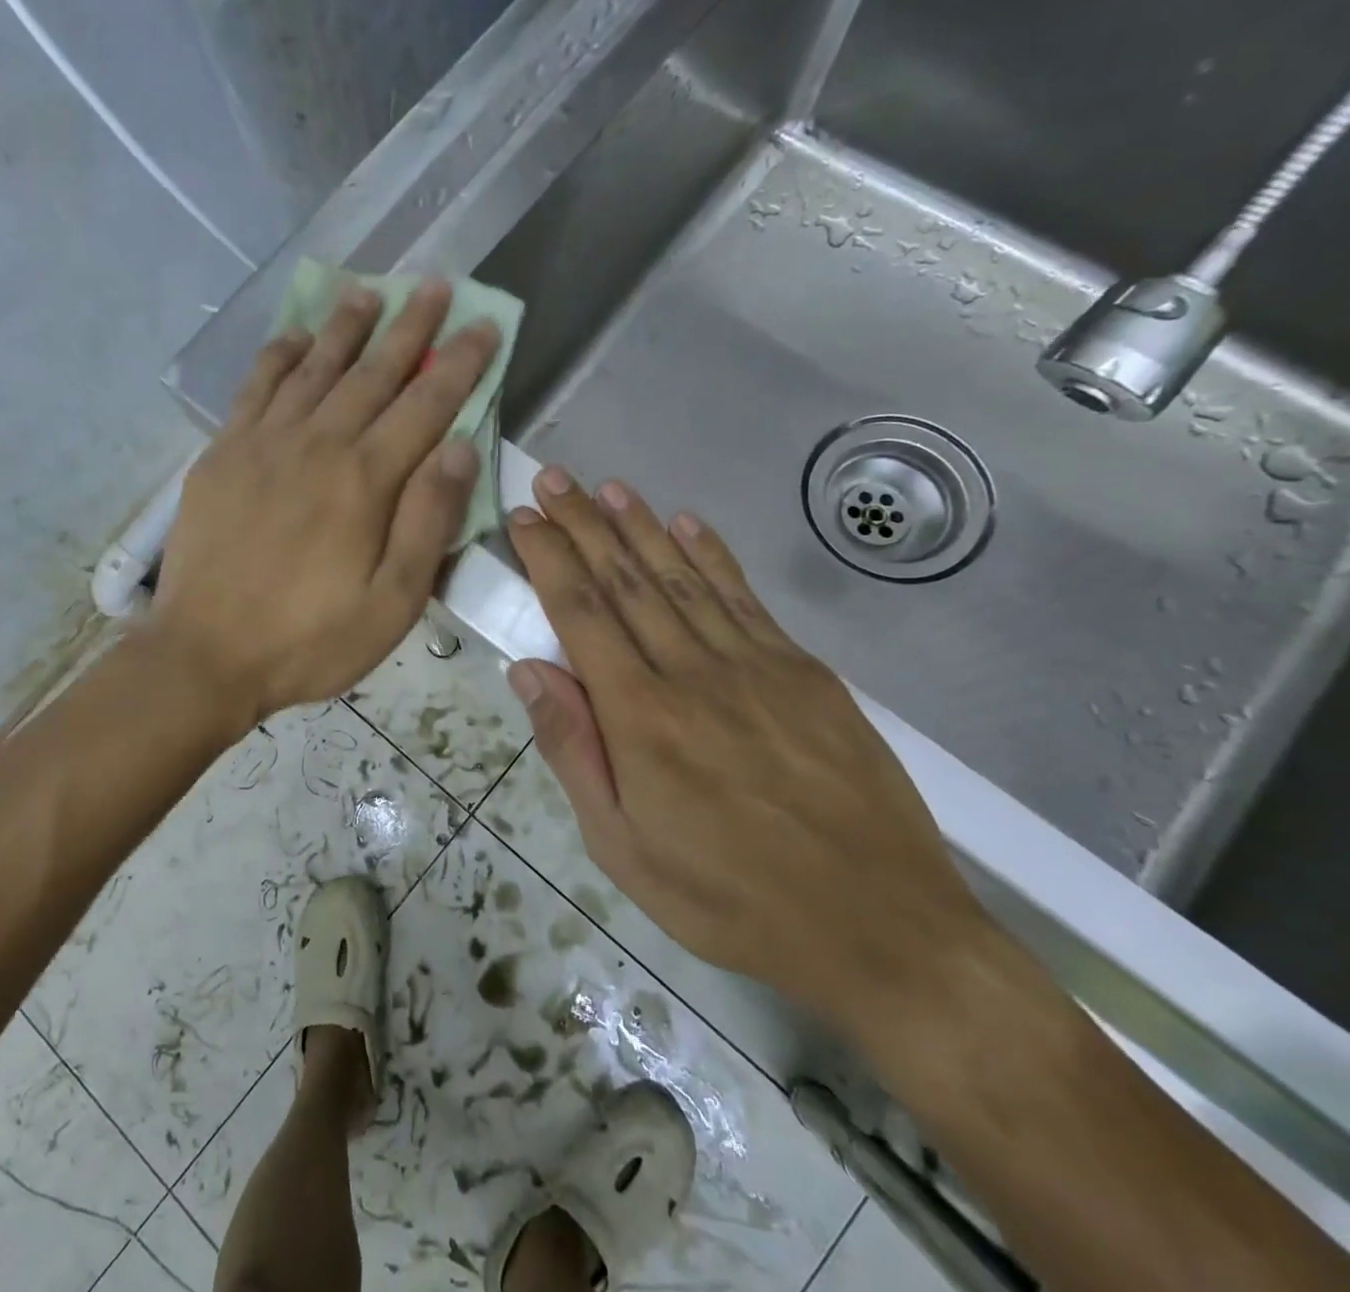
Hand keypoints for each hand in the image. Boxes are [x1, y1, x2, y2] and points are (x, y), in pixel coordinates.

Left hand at [151, 280, 499, 724]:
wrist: (205, 655)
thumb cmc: (310, 640)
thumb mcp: (391, 603)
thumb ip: (428, 521)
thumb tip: (460, 446)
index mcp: (365, 481)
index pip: (426, 405)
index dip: (459, 363)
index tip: (483, 325)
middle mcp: (317, 444)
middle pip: (373, 372)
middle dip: (409, 327)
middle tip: (433, 284)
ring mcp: (263, 444)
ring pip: (314, 368)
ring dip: (345, 327)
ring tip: (368, 292)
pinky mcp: (223, 454)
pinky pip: (255, 388)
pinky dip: (278, 356)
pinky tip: (293, 337)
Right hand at [503, 468, 992, 1037]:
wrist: (880, 926)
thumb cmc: (730, 898)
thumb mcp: (623, 848)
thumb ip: (574, 751)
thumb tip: (529, 671)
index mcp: (641, 717)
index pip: (581, 614)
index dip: (549, 559)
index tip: (525, 518)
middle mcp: (693, 673)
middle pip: (626, 580)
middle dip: (583, 524)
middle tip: (554, 479)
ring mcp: (755, 665)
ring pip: (682, 577)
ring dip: (640, 526)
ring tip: (607, 487)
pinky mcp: (804, 671)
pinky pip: (744, 598)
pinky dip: (711, 555)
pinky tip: (687, 523)